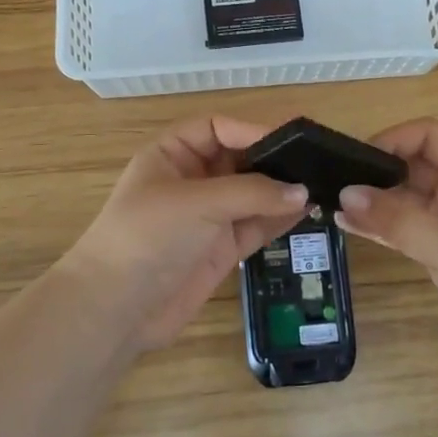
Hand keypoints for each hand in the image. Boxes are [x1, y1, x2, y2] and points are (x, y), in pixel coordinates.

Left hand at [61, 115, 307, 350]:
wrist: (116, 308)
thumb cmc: (149, 236)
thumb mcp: (198, 202)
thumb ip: (252, 193)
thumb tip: (302, 191)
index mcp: (171, 154)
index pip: (217, 128)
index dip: (251, 130)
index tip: (291, 138)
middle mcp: (191, 180)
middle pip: (238, 159)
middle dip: (272, 160)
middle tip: (316, 160)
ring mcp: (207, 217)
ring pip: (252, 195)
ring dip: (280, 191)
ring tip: (321, 184)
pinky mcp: (220, 249)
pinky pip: (255, 225)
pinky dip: (278, 218)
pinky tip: (306, 210)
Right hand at [335, 118, 437, 380]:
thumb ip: (395, 219)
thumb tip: (344, 195)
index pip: (431, 135)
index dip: (395, 139)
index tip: (357, 158)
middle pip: (417, 164)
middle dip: (379, 170)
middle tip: (335, 182)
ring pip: (409, 198)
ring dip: (376, 200)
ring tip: (334, 204)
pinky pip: (410, 227)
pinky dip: (383, 225)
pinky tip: (351, 226)